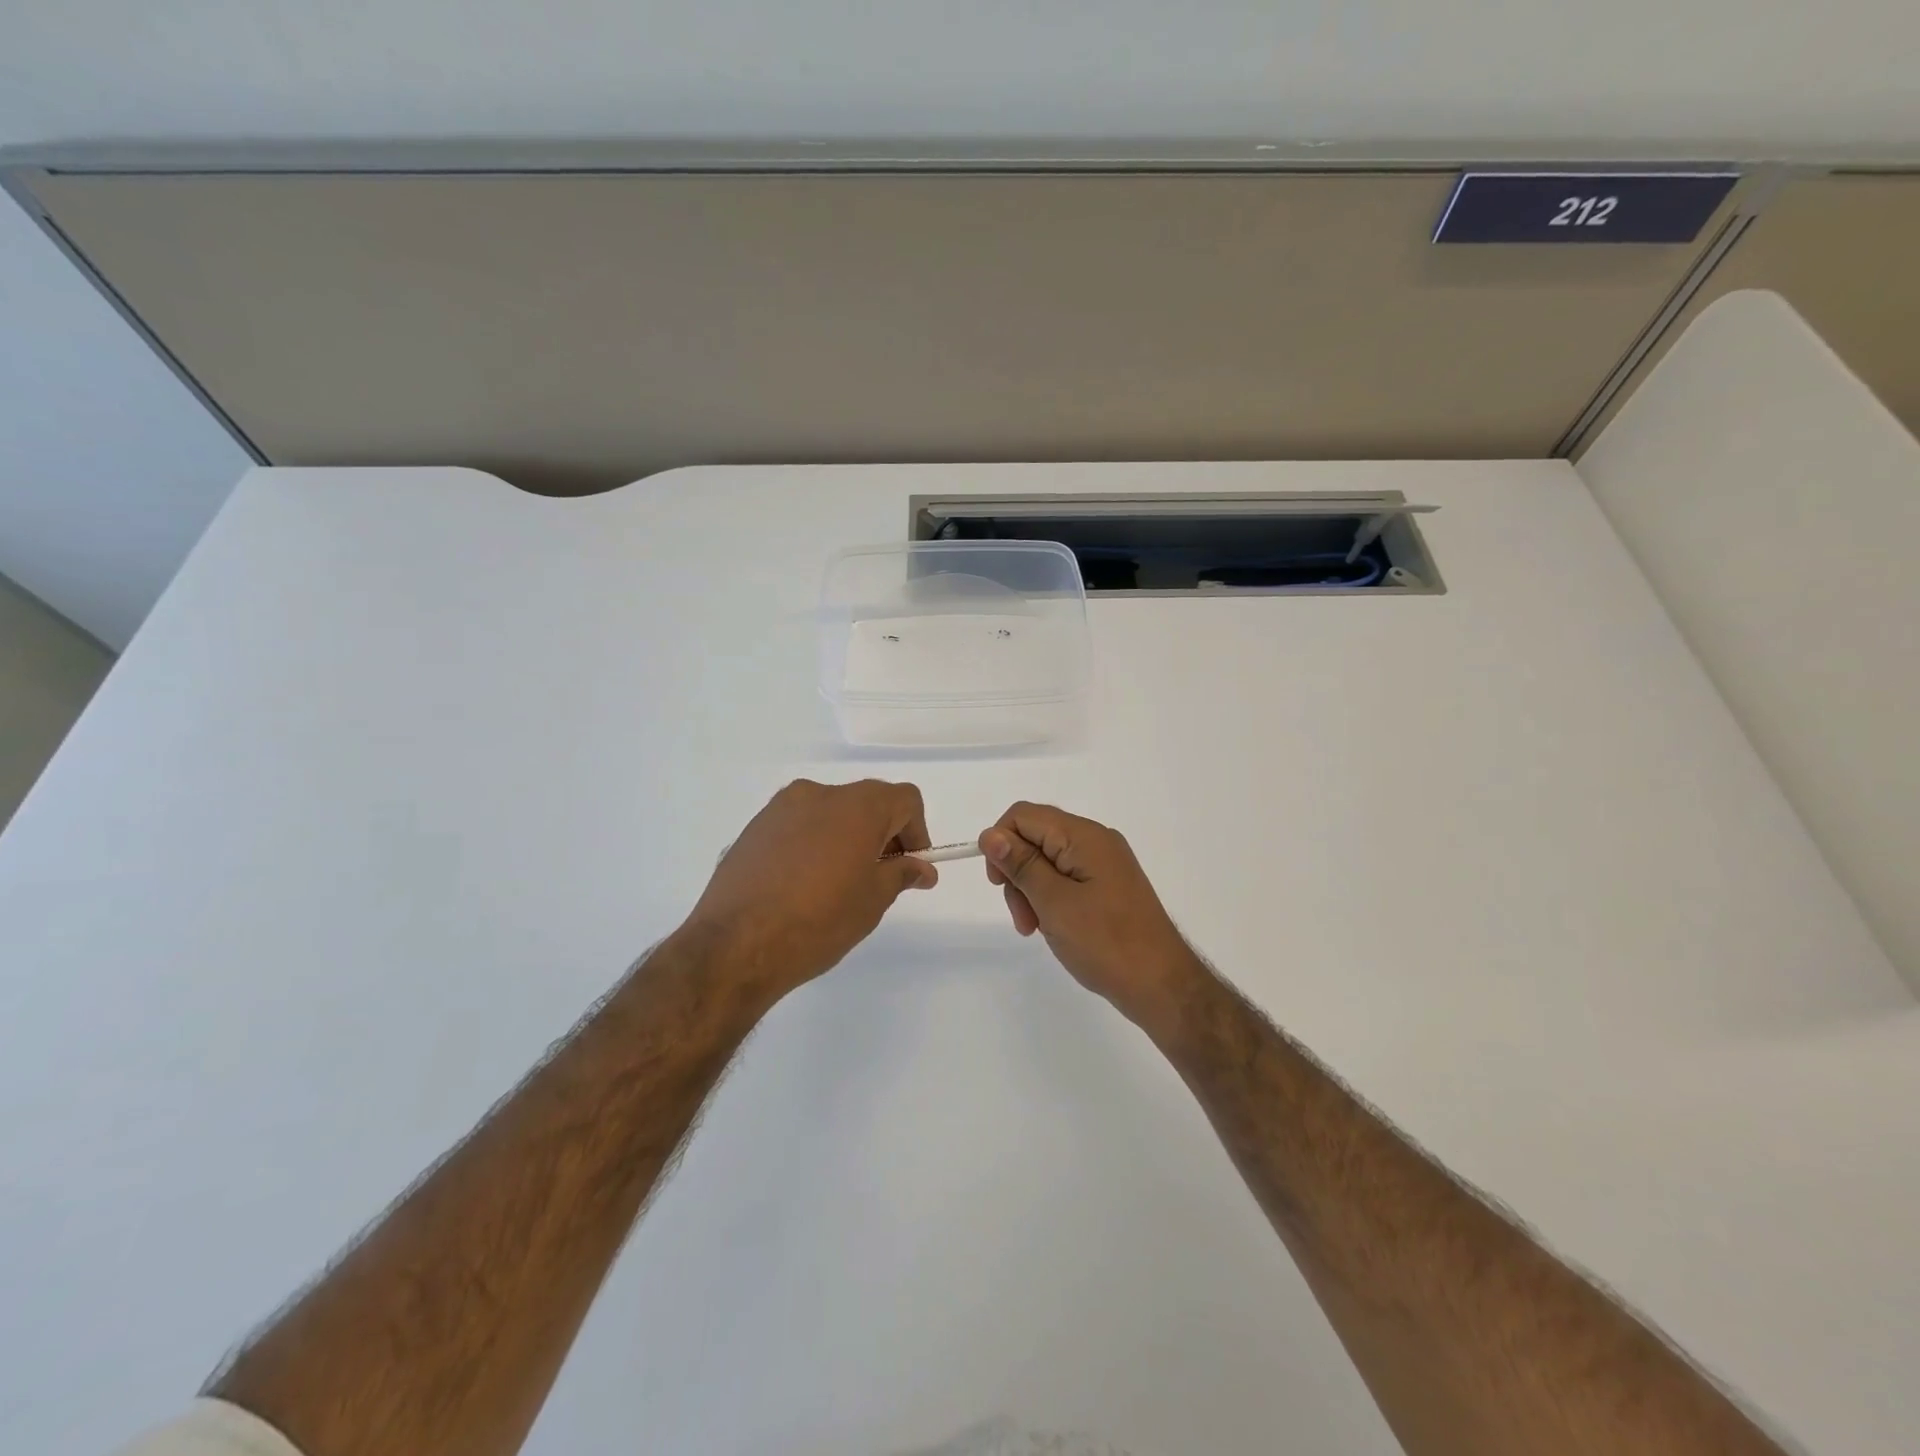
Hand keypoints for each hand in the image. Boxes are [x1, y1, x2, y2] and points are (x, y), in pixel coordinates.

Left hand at [682, 779, 936, 1000]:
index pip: (905, 800)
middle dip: (882, 833)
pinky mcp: (755, 827)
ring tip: (837, 883)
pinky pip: (799, 825)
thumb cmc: (818, 921)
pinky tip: (802, 884)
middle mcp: (820, 794)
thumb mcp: (872, 901)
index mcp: (857, 806)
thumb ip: (901, 874)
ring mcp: (782, 807)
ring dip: (846, 836)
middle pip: (867, 801)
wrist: (735, 945)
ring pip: (830, 811)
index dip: (916, 831)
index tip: (909, 867)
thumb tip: (921, 868)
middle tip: (878, 876)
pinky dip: (813, 843)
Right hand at [979, 802, 1205, 1027]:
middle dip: (1017, 873)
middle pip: (1035, 838)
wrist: (1161, 985)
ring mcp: (1105, 864)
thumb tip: (990, 835)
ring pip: (1047, 861)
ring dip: (1031, 891)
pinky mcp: (1108, 886)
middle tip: (1021, 918)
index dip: (1001, 843)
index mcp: (1084, 836)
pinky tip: (1052, 926)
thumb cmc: (1105, 942)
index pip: (1024, 816)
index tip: (998, 884)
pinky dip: (1050, 899)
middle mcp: (1096, 841)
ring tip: (1035, 929)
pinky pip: (1066, 879)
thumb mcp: (1054, 902)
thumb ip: (1021, 865)